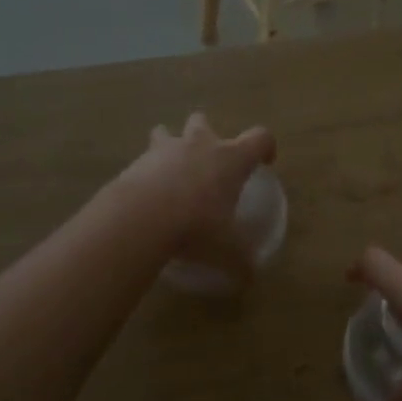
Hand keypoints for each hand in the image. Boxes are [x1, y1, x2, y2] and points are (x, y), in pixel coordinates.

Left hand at [121, 112, 276, 278]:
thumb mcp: (227, 251)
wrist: (141, 218)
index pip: (260, 138)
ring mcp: (165, 149)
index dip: (265, 147)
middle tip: (207, 162)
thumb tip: (250, 277)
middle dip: (206, 135)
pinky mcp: (136, 161)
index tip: (264, 163)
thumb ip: (241, 262)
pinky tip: (145, 196)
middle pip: (204, 122)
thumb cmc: (197, 226)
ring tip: (169, 170)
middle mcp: (200, 145)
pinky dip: (145, 172)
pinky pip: (143, 159)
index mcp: (232, 159)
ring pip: (166, 132)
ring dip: (169, 145)